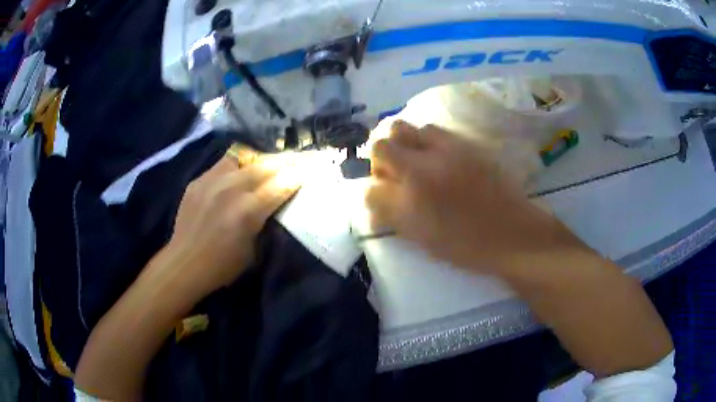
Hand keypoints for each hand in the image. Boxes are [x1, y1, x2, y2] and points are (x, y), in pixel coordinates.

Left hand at [167, 153, 300, 295]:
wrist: (184, 264)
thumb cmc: (223, 266)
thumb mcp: (253, 250)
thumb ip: (265, 221)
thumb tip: (276, 202)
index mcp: (248, 211)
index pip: (282, 184)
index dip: (300, 175)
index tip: (313, 169)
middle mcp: (231, 189)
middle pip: (266, 165)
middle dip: (287, 161)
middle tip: (300, 160)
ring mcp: (212, 181)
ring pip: (244, 157)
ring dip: (262, 160)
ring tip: (269, 163)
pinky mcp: (199, 180)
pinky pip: (224, 164)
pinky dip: (238, 165)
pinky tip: (240, 173)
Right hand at [366, 120, 582, 273]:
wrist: (512, 233)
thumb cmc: (465, 243)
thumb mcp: (420, 236)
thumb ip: (390, 212)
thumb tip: (373, 194)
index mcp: (416, 181)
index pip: (376, 164)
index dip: (374, 177)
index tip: (384, 191)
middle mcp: (430, 156)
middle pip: (390, 134)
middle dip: (386, 152)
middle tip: (397, 173)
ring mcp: (452, 147)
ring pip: (415, 128)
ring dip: (409, 144)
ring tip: (420, 166)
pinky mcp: (470, 145)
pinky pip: (439, 132)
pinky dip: (430, 142)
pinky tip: (442, 163)